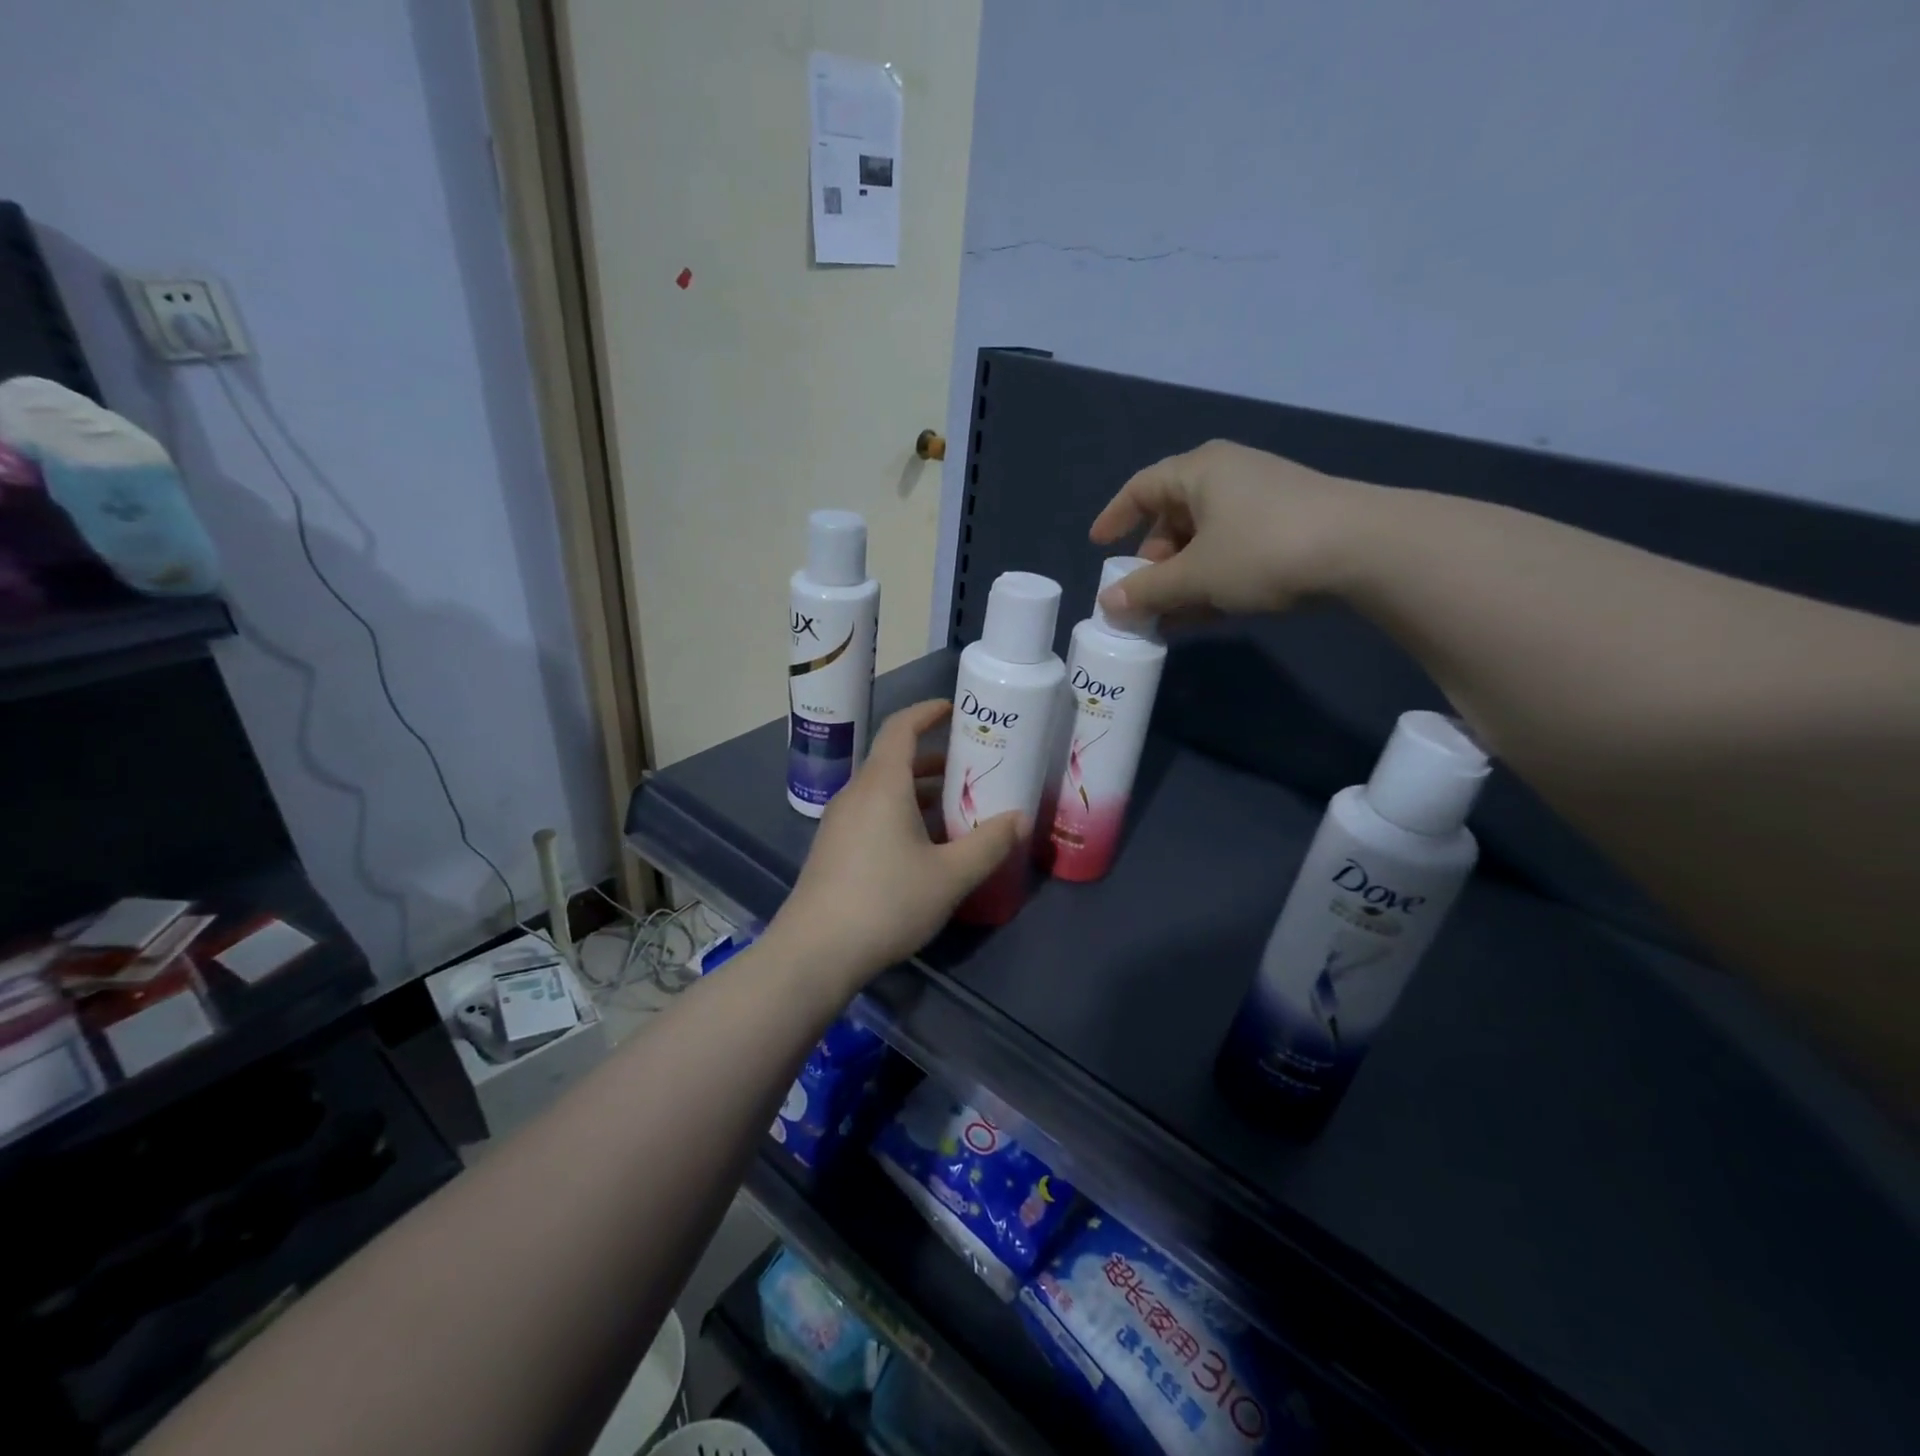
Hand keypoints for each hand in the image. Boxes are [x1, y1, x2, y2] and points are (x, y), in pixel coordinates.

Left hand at [768, 700, 1026, 994]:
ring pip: (883, 790)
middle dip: (933, 759)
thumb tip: (1019, 818)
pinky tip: (924, 846)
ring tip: (955, 807)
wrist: (816, 951)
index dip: (927, 712)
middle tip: (971, 768)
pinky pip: (872, 813)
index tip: (953, 709)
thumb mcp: (950, 876)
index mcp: (882, 785)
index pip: (901, 728)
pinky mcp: (833, 848)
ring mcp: (840, 822)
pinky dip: (901, 813)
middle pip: (894, 760)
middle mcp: (857, 794)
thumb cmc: (886, 902)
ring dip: (919, 791)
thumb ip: (989, 844)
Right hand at [1089, 440, 1379, 618]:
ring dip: (1182, 579)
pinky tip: (1206, 614)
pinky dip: (1213, 578)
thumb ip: (1147, 591)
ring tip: (1169, 618)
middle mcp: (1228, 476)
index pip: (1141, 488)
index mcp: (1198, 472)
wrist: (1365, 549)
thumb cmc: (1263, 549)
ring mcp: (1262, 500)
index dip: (1115, 517)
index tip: (1099, 547)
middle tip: (1142, 596)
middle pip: (1173, 517)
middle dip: (1153, 561)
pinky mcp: (1288, 526)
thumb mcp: (1196, 576)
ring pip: (1205, 539)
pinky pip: (1233, 550)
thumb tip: (1108, 605)